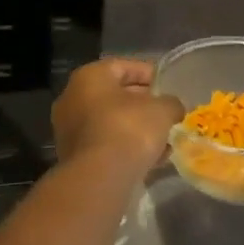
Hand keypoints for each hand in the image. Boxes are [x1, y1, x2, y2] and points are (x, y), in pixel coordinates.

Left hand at [52, 58, 183, 180]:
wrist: (99, 178)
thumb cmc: (128, 129)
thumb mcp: (161, 110)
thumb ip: (171, 103)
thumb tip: (174, 108)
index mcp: (89, 76)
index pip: (123, 66)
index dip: (148, 73)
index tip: (168, 85)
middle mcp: (73, 97)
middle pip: (115, 94)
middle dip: (143, 103)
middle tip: (167, 112)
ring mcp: (70, 128)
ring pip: (110, 122)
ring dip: (136, 128)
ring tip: (164, 139)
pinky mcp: (74, 156)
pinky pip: (105, 143)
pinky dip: (126, 147)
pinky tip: (151, 159)